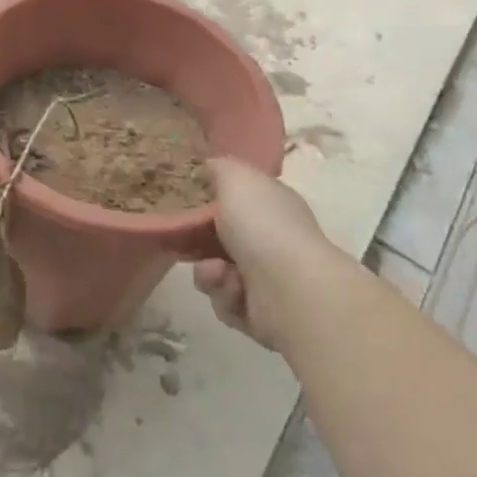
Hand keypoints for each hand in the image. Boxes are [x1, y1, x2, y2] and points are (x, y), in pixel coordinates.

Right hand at [194, 158, 340, 351]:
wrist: (290, 289)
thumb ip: (221, 167)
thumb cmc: (262, 225)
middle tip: (188, 244)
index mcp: (272, 204)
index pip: (239, 199)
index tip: (186, 205)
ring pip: (217, 273)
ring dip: (210, 274)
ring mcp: (269, 278)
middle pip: (221, 239)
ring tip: (218, 274)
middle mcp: (273, 239)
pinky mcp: (261, 313)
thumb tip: (212, 164)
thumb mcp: (237, 179)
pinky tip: (235, 293)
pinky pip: (225, 302)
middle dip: (200, 244)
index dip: (211, 202)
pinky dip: (225, 297)